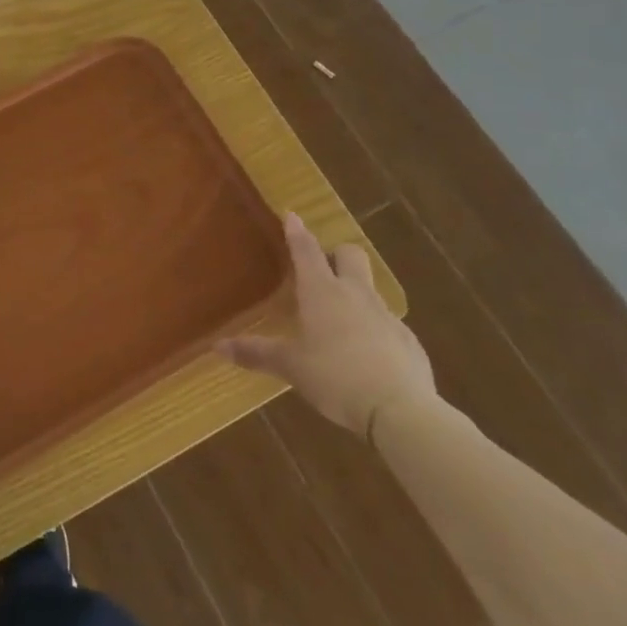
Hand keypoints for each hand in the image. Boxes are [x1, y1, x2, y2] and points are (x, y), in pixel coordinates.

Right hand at [218, 211, 434, 438]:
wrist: (401, 411)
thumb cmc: (335, 377)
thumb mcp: (290, 366)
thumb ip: (256, 353)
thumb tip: (217, 346)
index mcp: (321, 291)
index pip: (306, 250)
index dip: (297, 231)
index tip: (292, 214)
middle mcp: (355, 294)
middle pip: (351, 255)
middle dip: (337, 254)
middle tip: (322, 267)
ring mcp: (387, 316)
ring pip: (371, 290)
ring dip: (356, 294)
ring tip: (340, 320)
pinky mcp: (409, 342)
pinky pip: (388, 325)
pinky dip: (375, 330)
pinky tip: (367, 356)